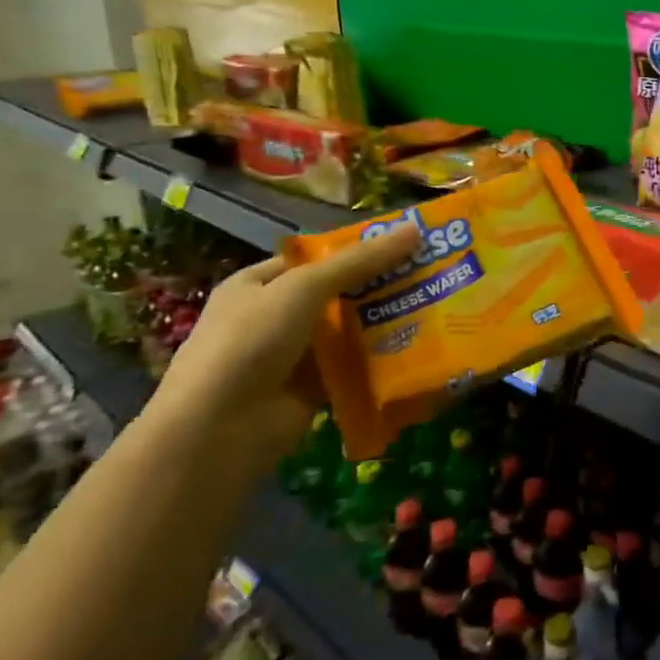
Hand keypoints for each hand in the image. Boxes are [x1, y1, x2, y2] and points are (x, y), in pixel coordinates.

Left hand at [151, 223, 421, 453]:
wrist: (218, 430)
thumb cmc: (251, 342)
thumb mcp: (304, 288)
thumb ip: (360, 261)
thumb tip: (414, 229)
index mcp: (261, 283)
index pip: (318, 258)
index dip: (361, 249)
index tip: (409, 244)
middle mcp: (277, 316)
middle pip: (340, 293)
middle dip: (382, 285)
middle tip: (434, 273)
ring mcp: (295, 355)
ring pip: (351, 331)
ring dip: (387, 322)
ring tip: (440, 305)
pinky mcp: (315, 389)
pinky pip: (355, 367)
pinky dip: (382, 360)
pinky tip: (422, 348)